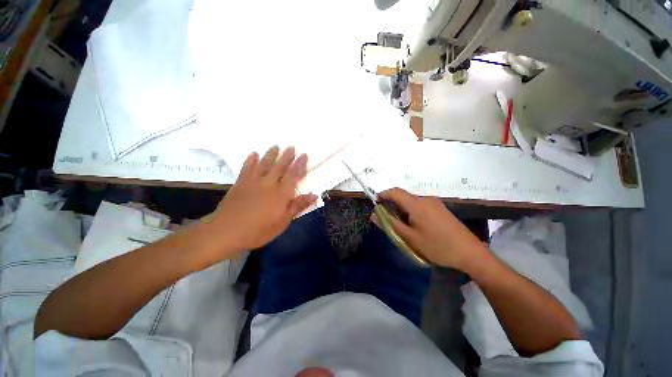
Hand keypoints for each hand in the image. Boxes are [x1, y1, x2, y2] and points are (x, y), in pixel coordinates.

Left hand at [206, 146, 316, 256]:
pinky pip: (247, 167)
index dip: (300, 164)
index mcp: (282, 193)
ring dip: (271, 154)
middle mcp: (270, 183)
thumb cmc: (260, 230)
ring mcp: (254, 181)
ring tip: (275, 146)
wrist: (228, 231)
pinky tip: (253, 154)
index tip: (304, 155)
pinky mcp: (241, 183)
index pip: (294, 174)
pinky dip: (251, 160)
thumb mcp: (284, 221)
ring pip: (265, 163)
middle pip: (280, 166)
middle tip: (291, 146)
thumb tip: (314, 195)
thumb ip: (298, 206)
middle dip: (287, 156)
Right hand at [376, 188, 487, 270]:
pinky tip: (415, 226)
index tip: (375, 204)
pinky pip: (420, 205)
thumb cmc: (437, 246)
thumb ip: (390, 224)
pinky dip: (411, 211)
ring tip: (402, 226)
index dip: (383, 195)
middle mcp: (425, 199)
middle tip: (388, 220)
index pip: (395, 192)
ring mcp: (434, 203)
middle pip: (403, 196)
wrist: (470, 253)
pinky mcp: (440, 208)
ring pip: (411, 201)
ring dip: (402, 209)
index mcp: (416, 204)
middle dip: (392, 205)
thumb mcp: (410, 238)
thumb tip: (374, 214)